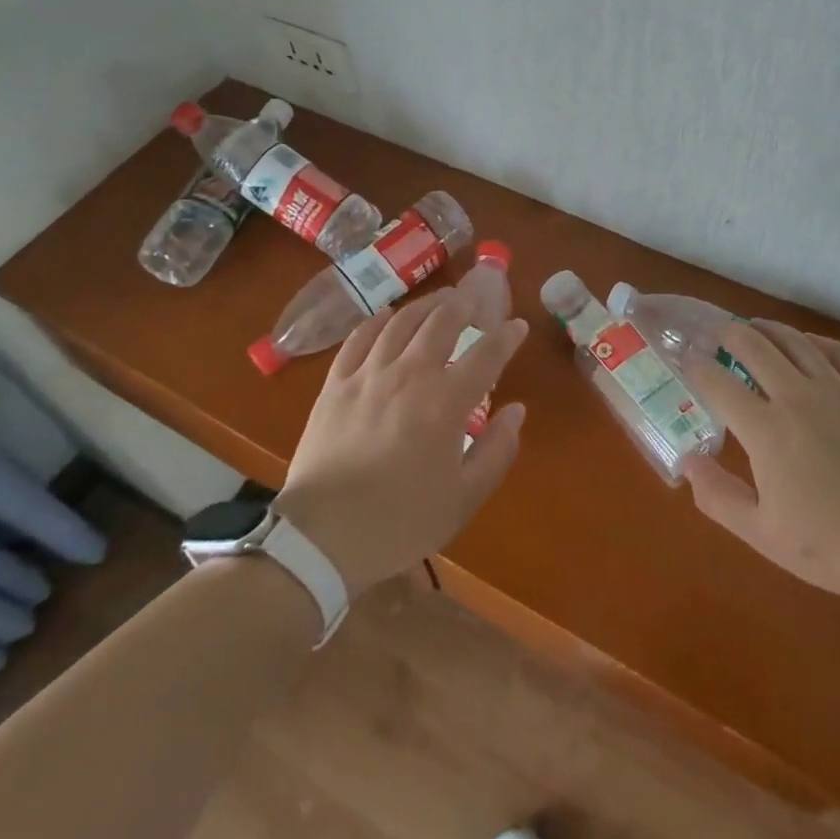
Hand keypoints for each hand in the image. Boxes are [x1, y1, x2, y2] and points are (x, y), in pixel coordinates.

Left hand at [274, 289, 527, 595]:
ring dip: (426, 305)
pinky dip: (378, 321)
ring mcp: (369, 374)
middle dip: (464, 305)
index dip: (507, 336)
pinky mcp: (336, 383)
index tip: (518, 326)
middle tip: (474, 301)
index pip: (487, 354)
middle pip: (442, 321)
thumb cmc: (400, 521)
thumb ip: (496, 451)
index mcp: (446, 402)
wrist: (321, 538)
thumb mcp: (463, 499)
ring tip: (439, 300)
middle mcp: (411, 374)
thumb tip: (516, 411)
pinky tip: (388, 316)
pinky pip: (359, 338)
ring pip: (402, 321)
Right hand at [678, 321, 839, 604]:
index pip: (718, 382)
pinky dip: (813, 341)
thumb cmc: (835, 546)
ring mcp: (837, 388)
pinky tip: (807, 344)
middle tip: (714, 333)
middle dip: (726, 333)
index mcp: (766, 429)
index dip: (696, 365)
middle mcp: (796, 395)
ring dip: (766, 329)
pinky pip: (836, 350)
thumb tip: (689, 462)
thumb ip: (719, 498)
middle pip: (752, 345)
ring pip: (793, 341)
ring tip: (752, 327)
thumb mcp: (765, 536)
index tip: (685, 357)